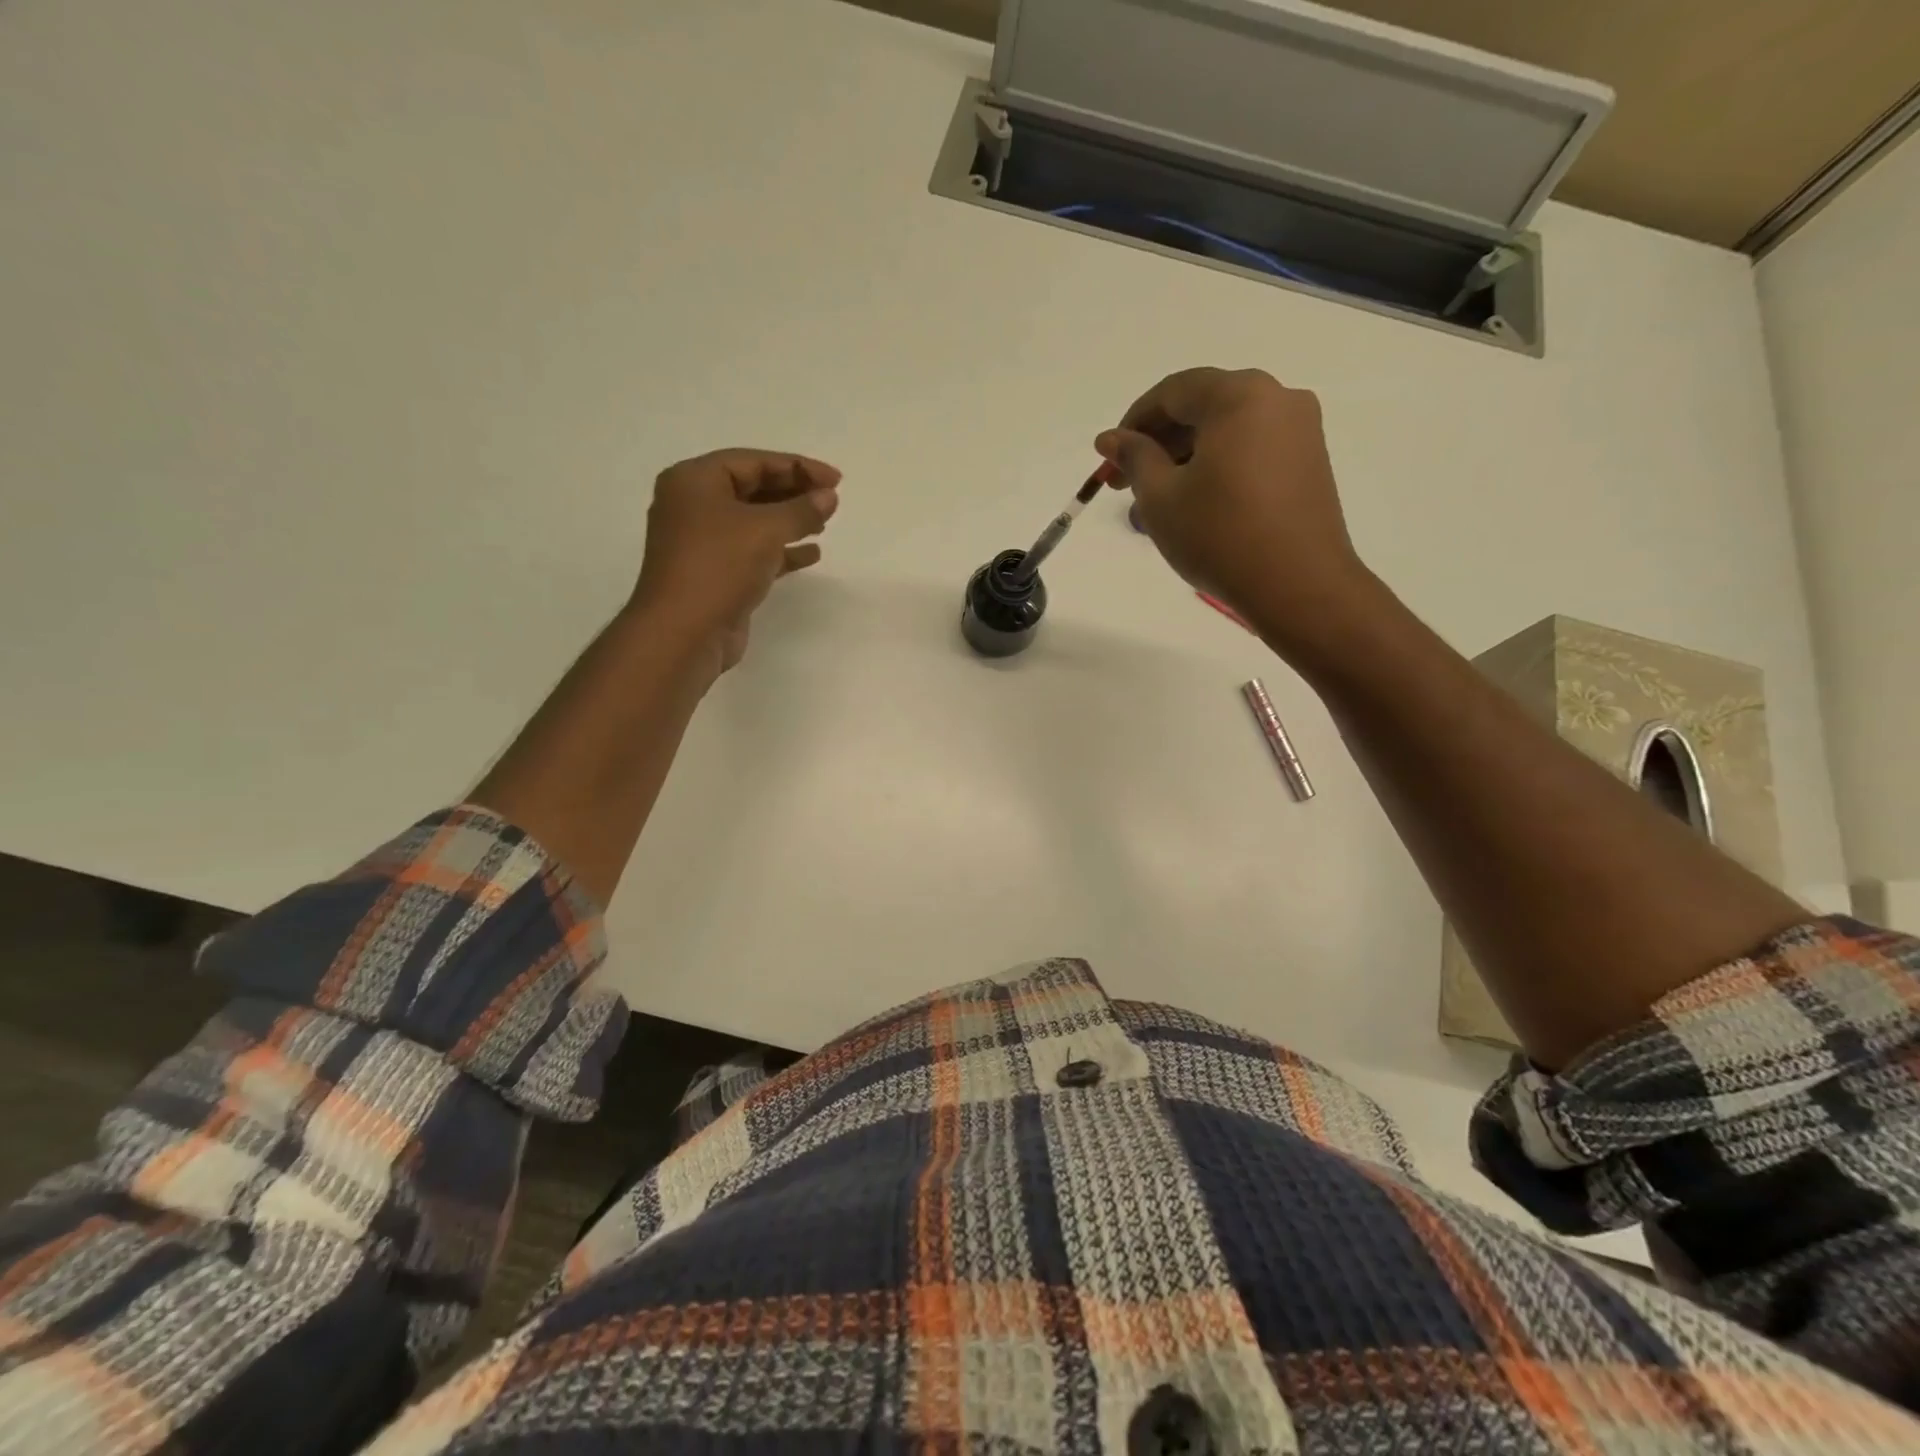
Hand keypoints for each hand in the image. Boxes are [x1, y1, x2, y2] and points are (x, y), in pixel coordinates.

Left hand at [629, 449, 841, 673]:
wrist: (684, 634)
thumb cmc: (719, 567)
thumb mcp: (765, 530)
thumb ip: (801, 510)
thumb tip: (828, 497)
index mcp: (694, 481)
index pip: (752, 462)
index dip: (797, 466)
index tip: (835, 479)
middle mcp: (693, 507)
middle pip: (752, 489)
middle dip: (793, 492)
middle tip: (831, 499)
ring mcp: (703, 543)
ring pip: (754, 522)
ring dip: (790, 521)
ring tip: (824, 523)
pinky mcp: (716, 574)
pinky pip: (754, 552)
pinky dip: (782, 551)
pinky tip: (812, 554)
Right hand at [1095, 368, 1371, 649]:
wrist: (1297, 586)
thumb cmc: (1220, 536)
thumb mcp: (1161, 498)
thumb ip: (1134, 458)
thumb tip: (1111, 438)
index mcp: (1239, 395)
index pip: (1173, 392)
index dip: (1132, 423)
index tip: (1108, 460)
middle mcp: (1276, 399)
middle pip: (1203, 407)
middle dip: (1157, 443)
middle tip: (1124, 485)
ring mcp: (1300, 430)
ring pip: (1226, 431)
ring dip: (1184, 459)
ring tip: (1154, 503)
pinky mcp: (1309, 462)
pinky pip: (1250, 450)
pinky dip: (1216, 467)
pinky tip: (1194, 504)